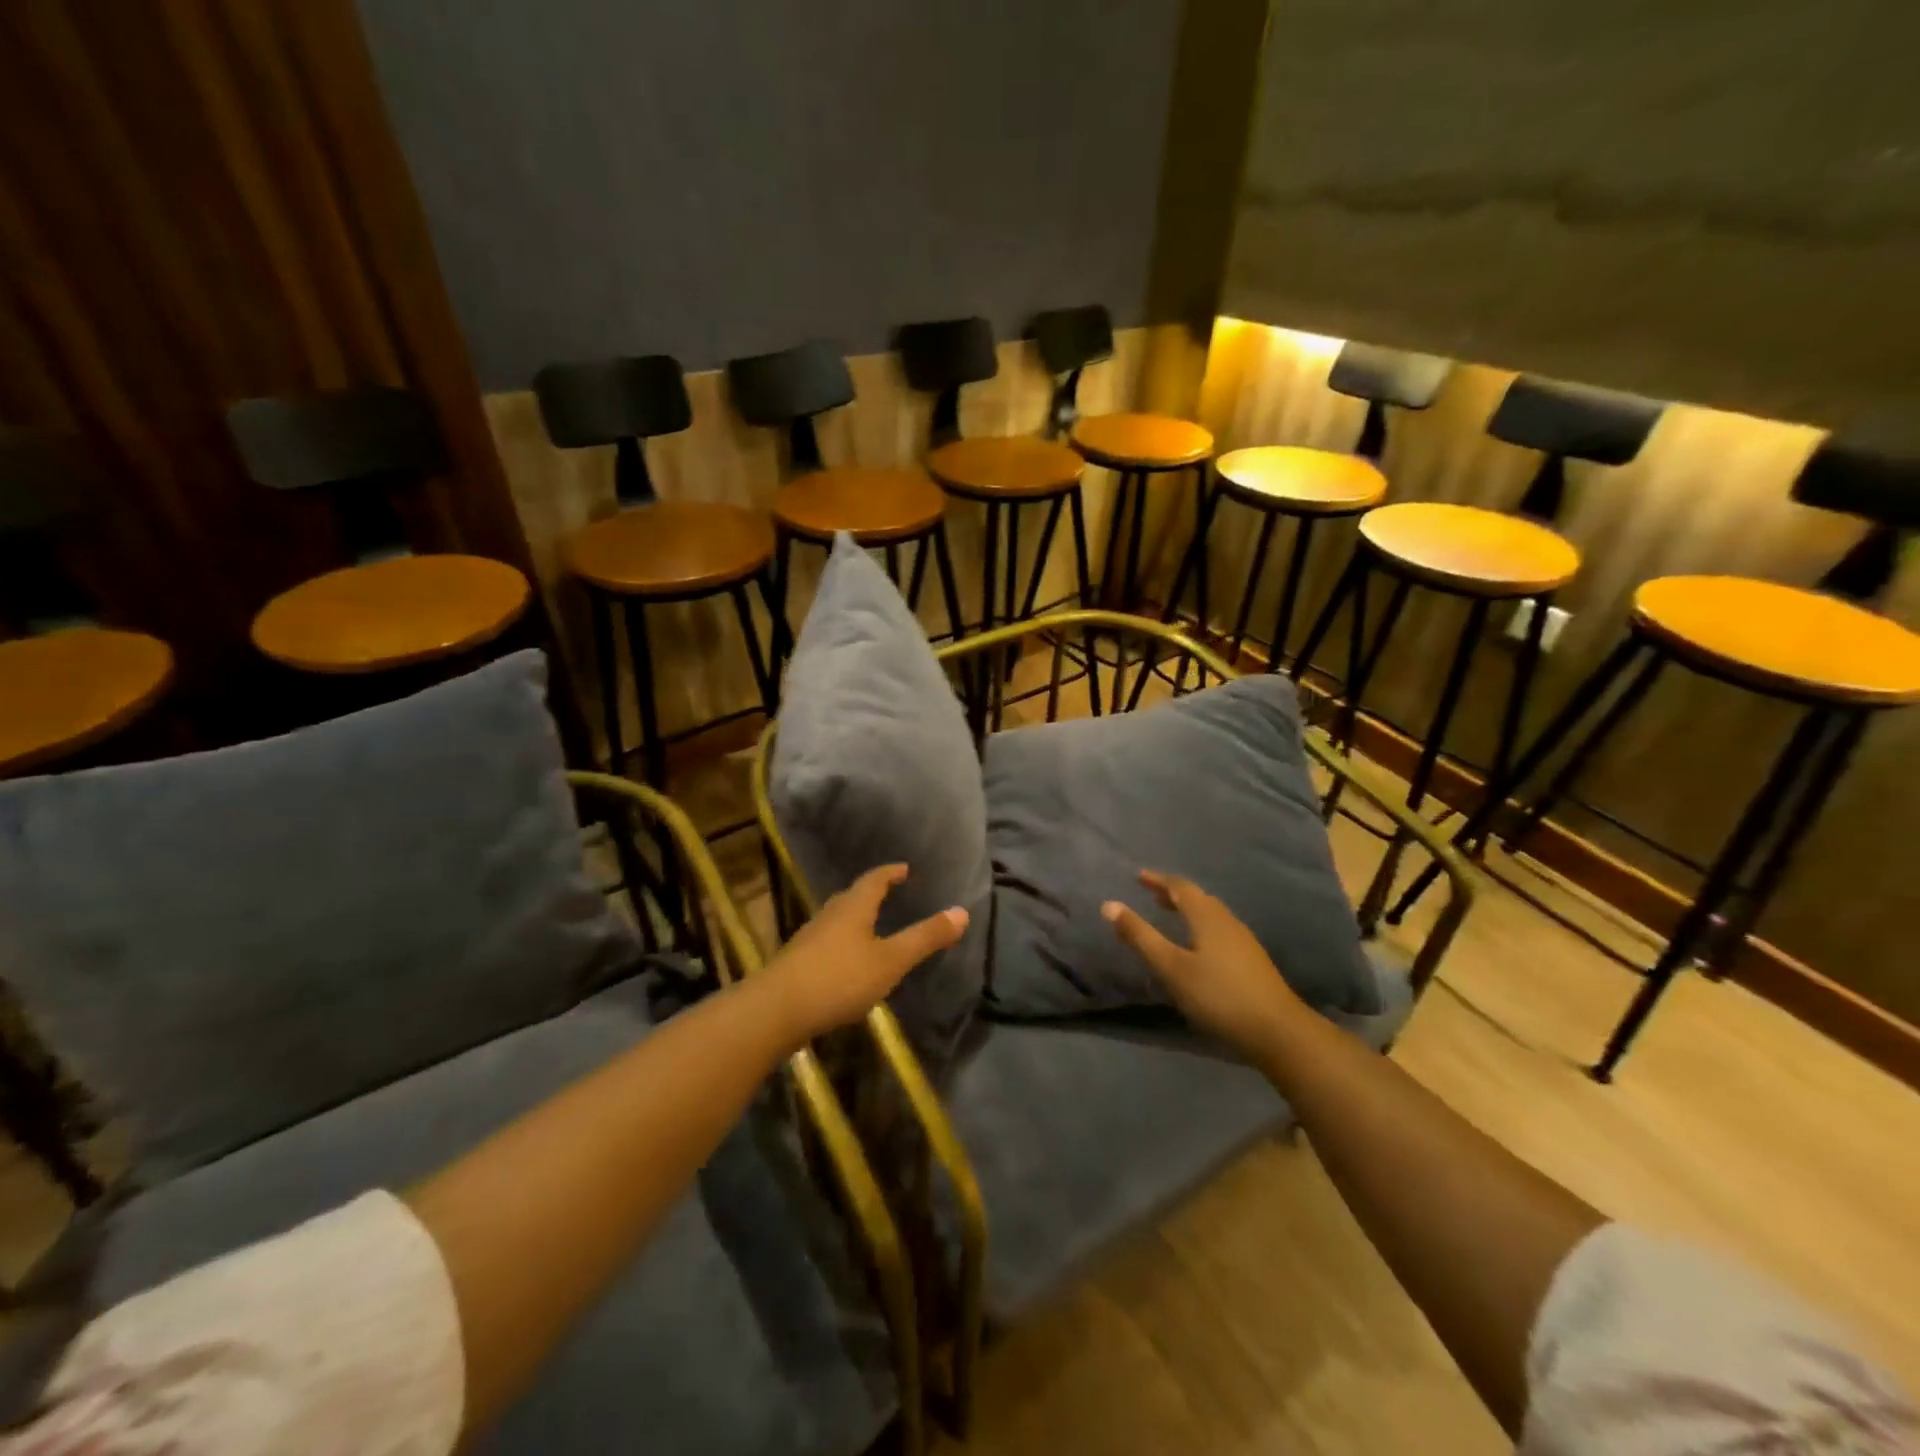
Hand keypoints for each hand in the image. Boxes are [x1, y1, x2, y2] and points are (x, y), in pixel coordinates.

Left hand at [765, 864, 967, 1042]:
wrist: (776, 1010)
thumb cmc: (839, 979)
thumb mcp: (891, 960)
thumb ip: (925, 938)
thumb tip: (962, 911)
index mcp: (853, 907)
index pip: (874, 879)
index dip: (891, 872)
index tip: (904, 869)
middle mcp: (830, 914)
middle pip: (853, 896)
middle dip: (871, 893)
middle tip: (890, 894)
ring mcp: (810, 938)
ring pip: (838, 919)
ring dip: (855, 918)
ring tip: (871, 927)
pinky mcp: (798, 961)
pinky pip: (827, 941)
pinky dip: (843, 942)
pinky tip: (847, 963)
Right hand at [1103, 869, 1303, 1057]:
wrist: (1278, 1031)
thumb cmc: (1218, 996)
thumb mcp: (1171, 967)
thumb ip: (1140, 936)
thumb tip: (1108, 904)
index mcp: (1207, 916)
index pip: (1180, 887)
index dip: (1158, 880)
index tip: (1139, 876)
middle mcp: (1227, 921)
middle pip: (1198, 898)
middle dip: (1173, 893)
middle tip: (1151, 894)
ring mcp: (1243, 941)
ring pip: (1211, 914)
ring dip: (1188, 909)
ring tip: (1170, 915)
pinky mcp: (1252, 961)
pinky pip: (1219, 930)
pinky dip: (1200, 925)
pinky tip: (1197, 946)